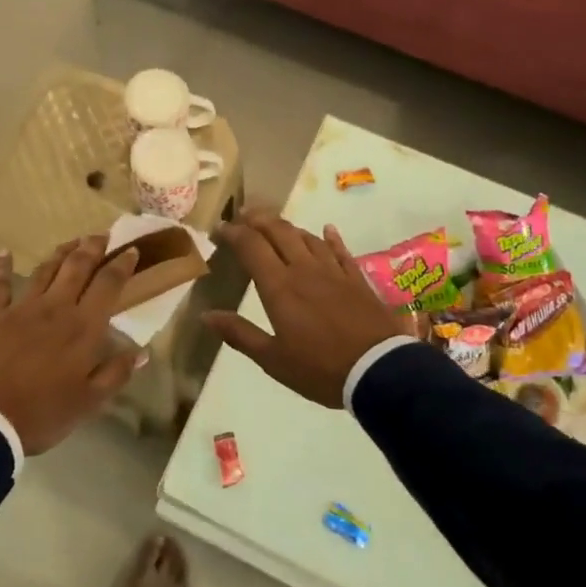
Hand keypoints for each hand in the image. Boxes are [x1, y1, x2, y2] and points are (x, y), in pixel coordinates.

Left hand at [0, 235, 144, 454]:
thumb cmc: (42, 414)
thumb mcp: (89, 402)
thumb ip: (116, 373)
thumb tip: (143, 351)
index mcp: (83, 328)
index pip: (107, 285)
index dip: (121, 265)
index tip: (130, 250)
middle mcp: (55, 308)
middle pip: (77, 268)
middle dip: (92, 248)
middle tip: (102, 235)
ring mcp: (21, 308)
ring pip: (45, 270)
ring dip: (60, 252)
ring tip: (72, 241)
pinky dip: (1, 266)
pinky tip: (5, 252)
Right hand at [204, 209, 407, 409]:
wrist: (379, 371)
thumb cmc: (320, 369)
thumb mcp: (273, 359)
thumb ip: (240, 333)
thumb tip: (206, 315)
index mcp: (279, 286)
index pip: (251, 246)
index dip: (233, 232)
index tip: (220, 228)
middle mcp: (304, 269)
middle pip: (278, 231)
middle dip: (258, 219)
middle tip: (243, 215)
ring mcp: (333, 271)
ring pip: (306, 237)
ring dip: (287, 226)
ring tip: (274, 224)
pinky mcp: (356, 279)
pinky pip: (340, 250)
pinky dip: (330, 238)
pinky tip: (327, 230)